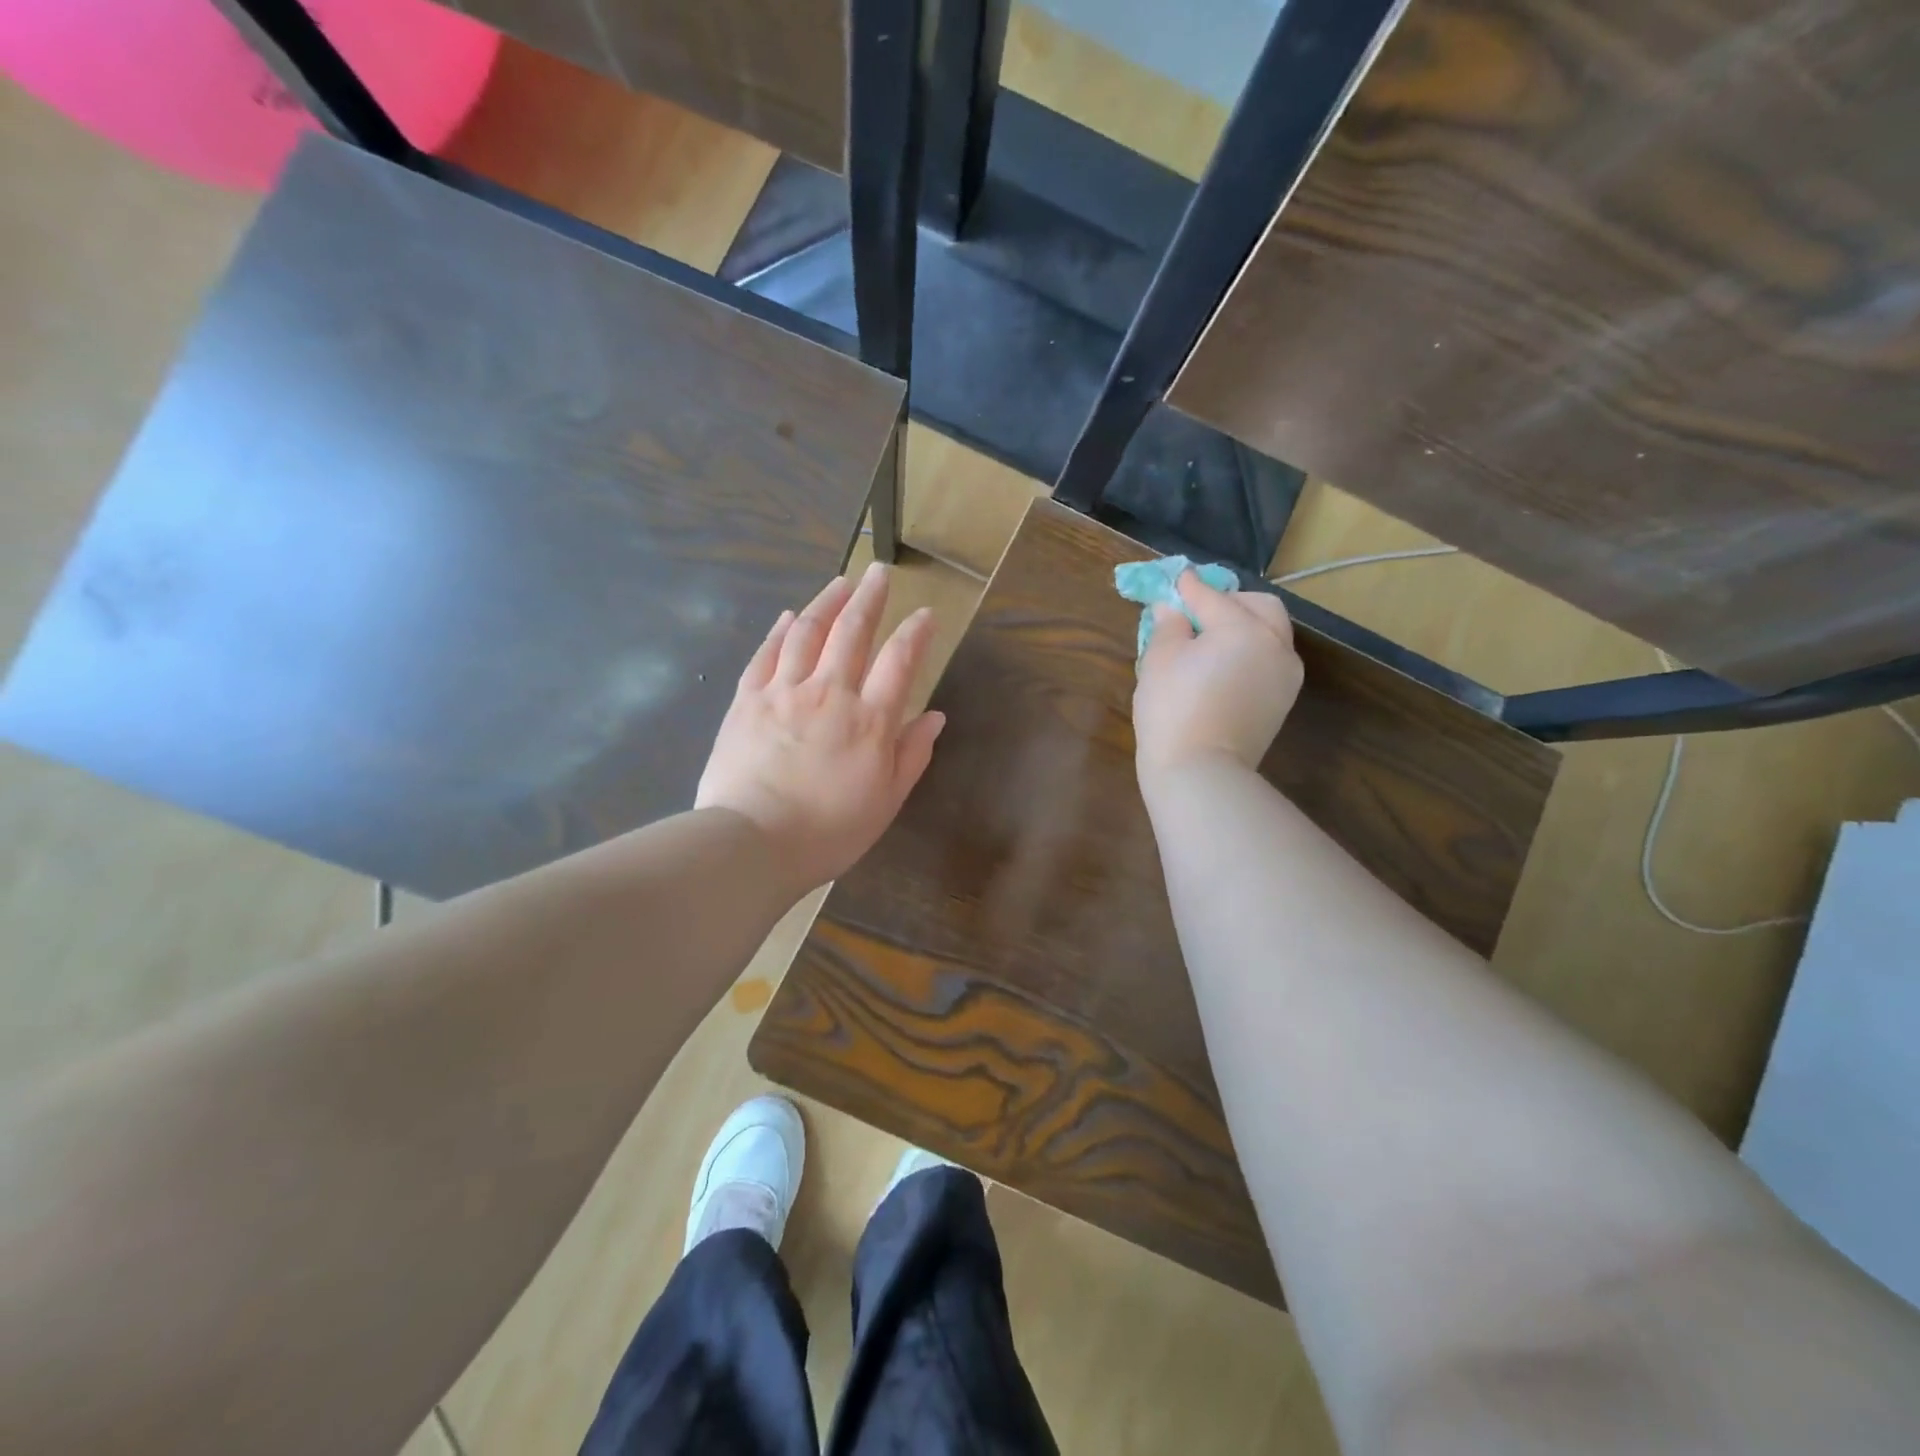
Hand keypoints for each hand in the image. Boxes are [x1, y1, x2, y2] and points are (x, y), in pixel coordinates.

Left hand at [696, 562, 945, 891]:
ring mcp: (784, 692)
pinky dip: (779, 631)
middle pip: (852, 631)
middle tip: (879, 572)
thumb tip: (934, 716)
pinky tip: (787, 616)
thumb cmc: (829, 831)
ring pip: (807, 631)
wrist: (753, 842)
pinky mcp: (747, 700)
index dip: (915, 632)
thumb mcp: (886, 801)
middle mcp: (829, 692)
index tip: (925, 613)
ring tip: (840, 582)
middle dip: (869, 598)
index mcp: (870, 720)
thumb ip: (911, 754)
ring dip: (826, 602)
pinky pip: (765, 654)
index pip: (899, 661)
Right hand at [1133, 571, 1302, 780]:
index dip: (1189, 587)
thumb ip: (1168, 625)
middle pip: (1260, 607)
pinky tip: (1224, 665)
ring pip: (1271, 634)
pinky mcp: (1282, 701)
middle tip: (1198, 612)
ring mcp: (1285, 675)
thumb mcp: (1158, 660)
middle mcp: (1275, 644)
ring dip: (1246, 626)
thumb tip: (1172, 608)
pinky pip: (1270, 661)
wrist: (1199, 771)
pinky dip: (1251, 652)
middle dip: (1231, 602)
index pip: (1212, 597)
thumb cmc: (1172, 710)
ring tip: (1212, 640)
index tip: (1177, 579)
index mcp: (1243, 628)